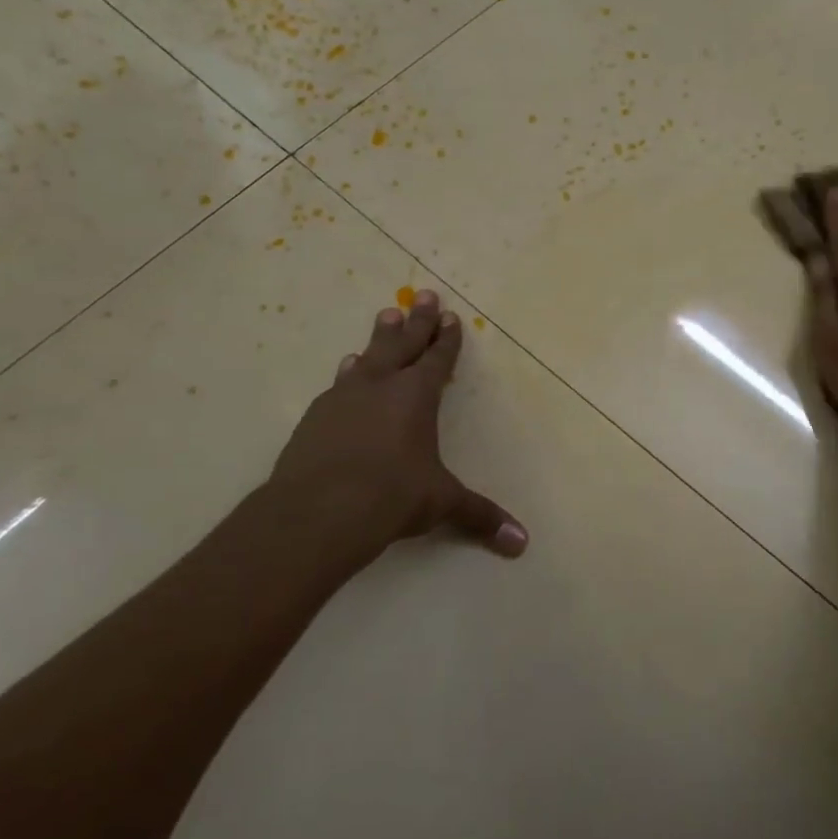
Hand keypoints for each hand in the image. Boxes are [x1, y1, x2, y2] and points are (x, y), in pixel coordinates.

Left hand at [266, 288, 527, 566]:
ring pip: (367, 357)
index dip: (446, 338)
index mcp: (416, 396)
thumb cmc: (391, 497)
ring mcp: (344, 398)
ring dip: (379, 337)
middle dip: (417, 320)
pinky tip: (347, 370)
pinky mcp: (315, 416)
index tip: (450, 316)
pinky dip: (349, 372)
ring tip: (385, 316)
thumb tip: (522, 544)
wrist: (317, 511)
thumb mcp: (442, 503)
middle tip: (423, 294)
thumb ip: (480, 516)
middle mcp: (381, 387)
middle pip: (402, 343)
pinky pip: (340, 383)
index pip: (437, 359)